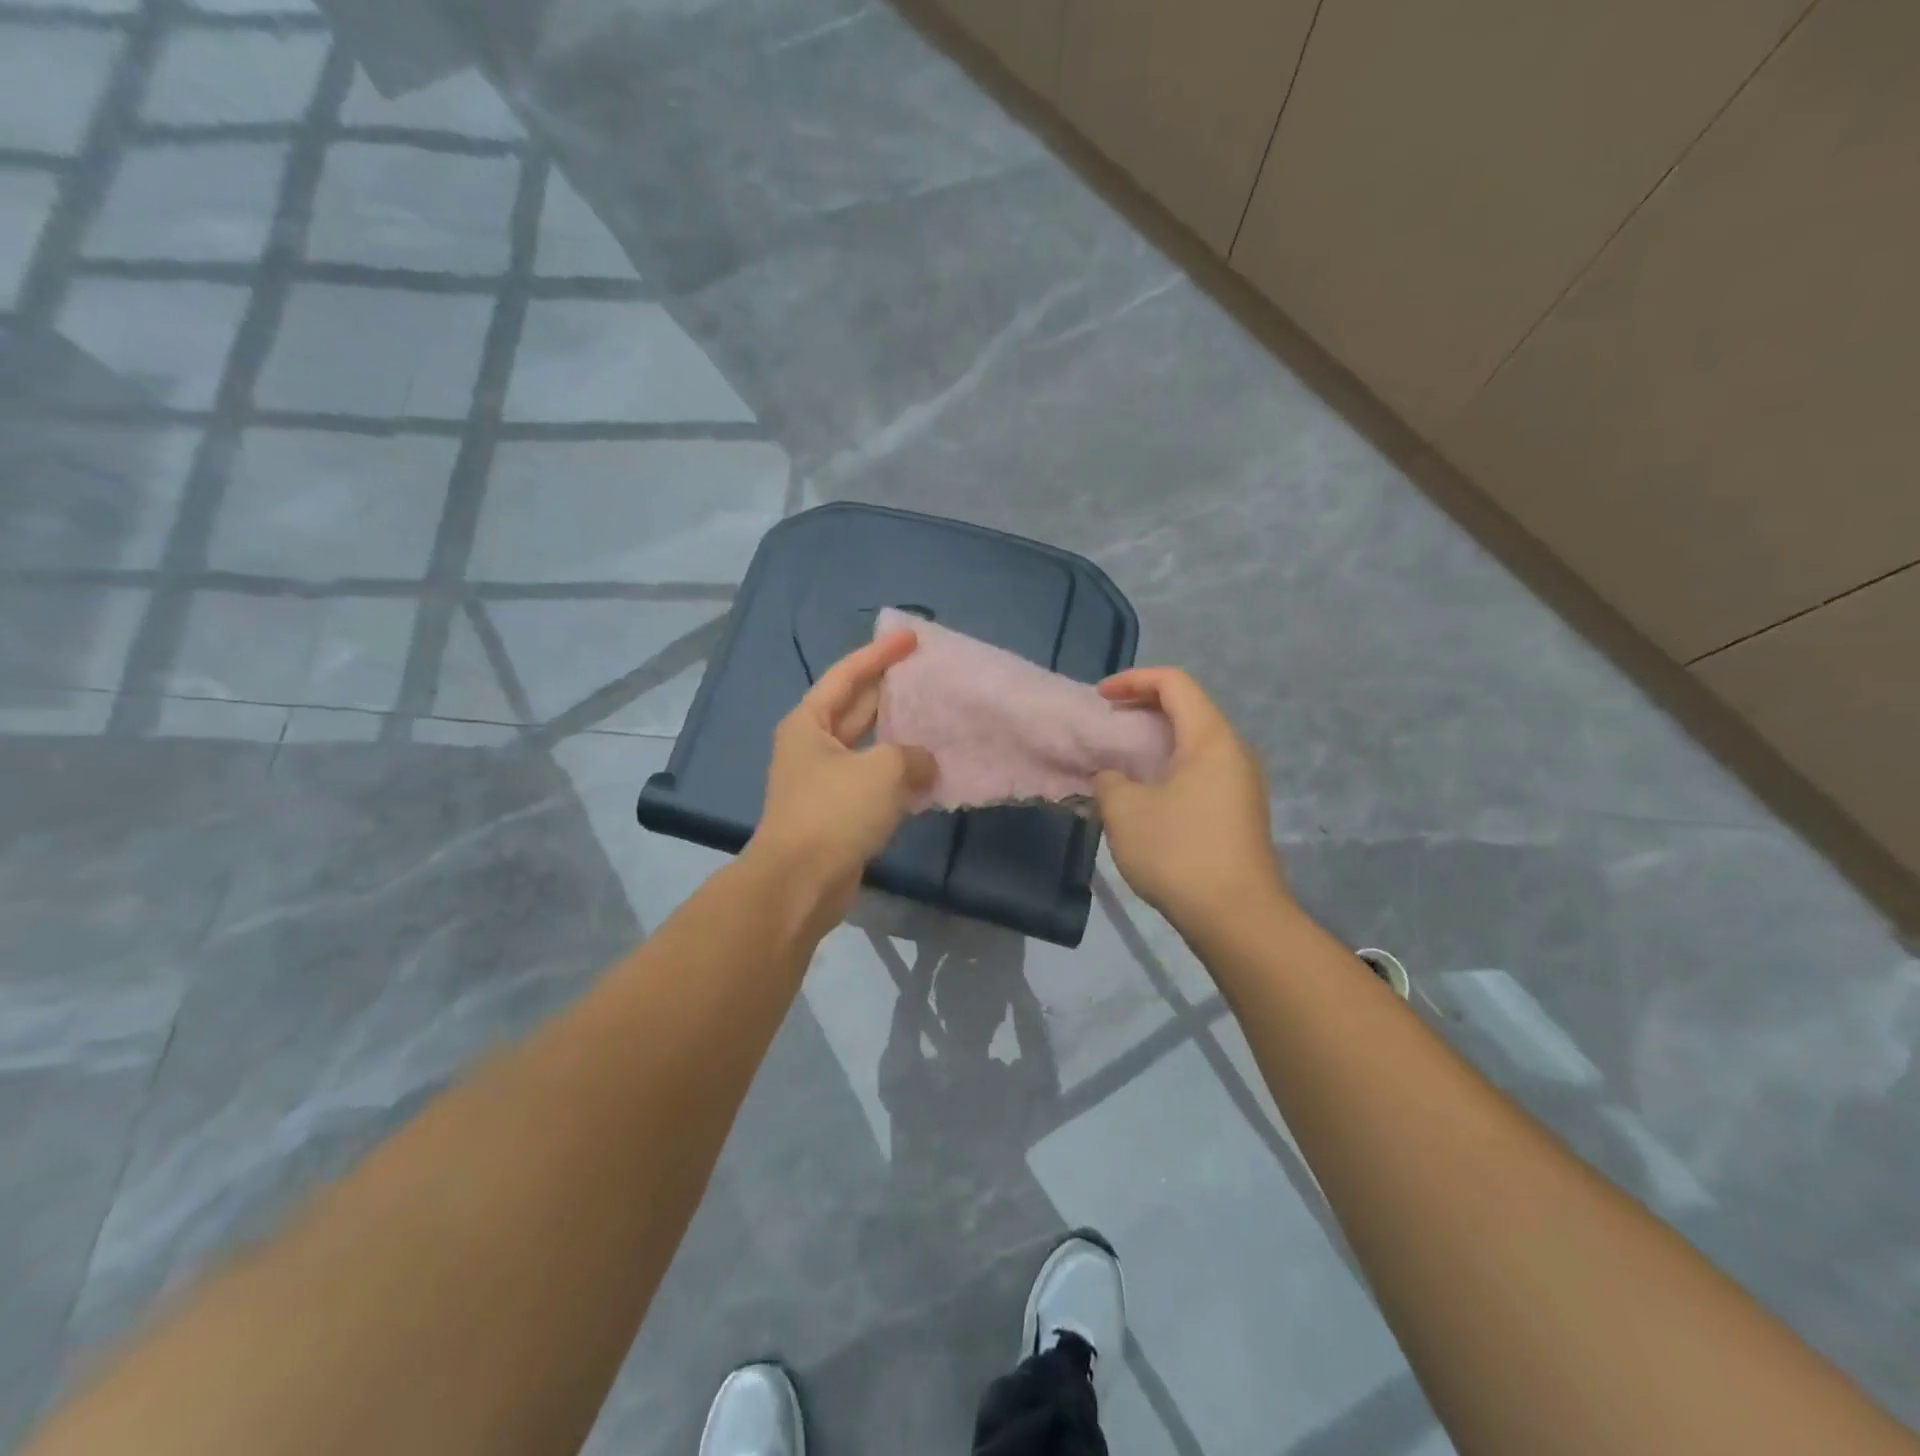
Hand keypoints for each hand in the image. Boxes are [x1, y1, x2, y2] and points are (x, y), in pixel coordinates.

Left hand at [746, 629, 935, 924]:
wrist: (800, 883)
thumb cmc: (834, 813)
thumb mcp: (882, 771)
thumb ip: (912, 756)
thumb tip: (924, 765)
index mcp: (809, 722)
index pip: (848, 675)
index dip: (879, 654)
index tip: (911, 637)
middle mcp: (813, 746)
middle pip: (856, 707)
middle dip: (890, 690)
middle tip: (928, 674)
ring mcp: (825, 781)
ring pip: (869, 746)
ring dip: (899, 735)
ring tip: (936, 718)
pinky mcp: (839, 813)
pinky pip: (874, 781)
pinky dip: (899, 774)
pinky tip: (928, 771)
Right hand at [1094, 667, 1289, 933]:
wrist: (1237, 917)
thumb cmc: (1178, 852)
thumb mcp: (1125, 811)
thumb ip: (1109, 780)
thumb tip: (1114, 778)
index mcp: (1211, 738)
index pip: (1174, 683)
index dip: (1134, 680)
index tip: (1101, 698)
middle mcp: (1234, 752)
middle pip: (1188, 708)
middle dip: (1143, 708)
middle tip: (1108, 725)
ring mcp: (1242, 783)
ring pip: (1195, 743)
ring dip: (1156, 742)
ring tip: (1121, 760)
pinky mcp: (1240, 812)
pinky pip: (1201, 771)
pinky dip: (1169, 768)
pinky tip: (1146, 795)